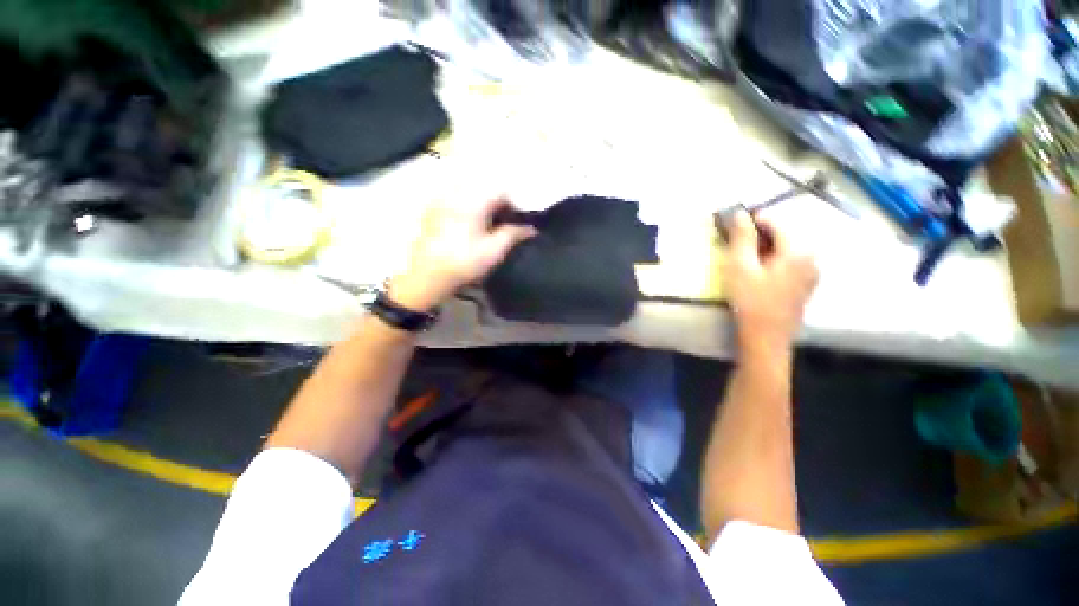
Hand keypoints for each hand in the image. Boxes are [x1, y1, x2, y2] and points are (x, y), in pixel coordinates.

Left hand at [389, 196, 535, 311]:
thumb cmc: (464, 262)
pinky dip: (469, 206)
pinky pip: (456, 199)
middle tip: (506, 222)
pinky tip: (471, 224)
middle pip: (485, 189)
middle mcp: (456, 194)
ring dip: (484, 204)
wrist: (428, 276)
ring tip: (490, 224)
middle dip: (499, 203)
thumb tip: (532, 228)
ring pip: (470, 193)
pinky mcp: (433, 210)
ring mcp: (441, 200)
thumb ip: (514, 234)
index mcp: (472, 201)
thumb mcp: (494, 250)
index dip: (514, 204)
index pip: (501, 191)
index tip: (519, 220)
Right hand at [722, 210, 817, 352]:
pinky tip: (757, 272)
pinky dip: (772, 260)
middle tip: (735, 244)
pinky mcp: (806, 285)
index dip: (753, 220)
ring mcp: (811, 272)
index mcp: (799, 250)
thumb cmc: (750, 301)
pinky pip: (789, 262)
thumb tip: (740, 212)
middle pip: (783, 235)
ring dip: (764, 248)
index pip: (777, 222)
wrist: (765, 337)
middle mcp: (812, 257)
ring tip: (743, 257)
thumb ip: (742, 237)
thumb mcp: (740, 266)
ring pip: (786, 249)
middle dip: (758, 235)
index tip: (732, 225)